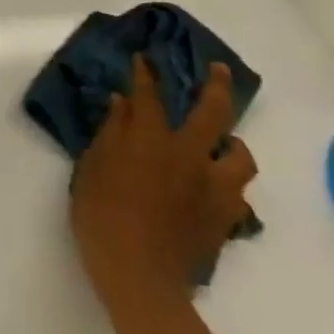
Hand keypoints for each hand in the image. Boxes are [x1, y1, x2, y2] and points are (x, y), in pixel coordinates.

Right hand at [71, 55, 256, 314]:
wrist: (139, 274)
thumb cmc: (101, 215)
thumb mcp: (92, 168)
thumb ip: (110, 132)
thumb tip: (122, 102)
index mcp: (152, 141)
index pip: (150, 96)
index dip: (146, 75)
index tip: (144, 59)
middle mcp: (191, 156)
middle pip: (213, 112)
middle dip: (216, 85)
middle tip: (218, 70)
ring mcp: (215, 187)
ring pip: (240, 155)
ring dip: (232, 143)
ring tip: (224, 142)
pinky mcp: (227, 217)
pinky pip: (238, 192)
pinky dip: (228, 182)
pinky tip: (216, 186)